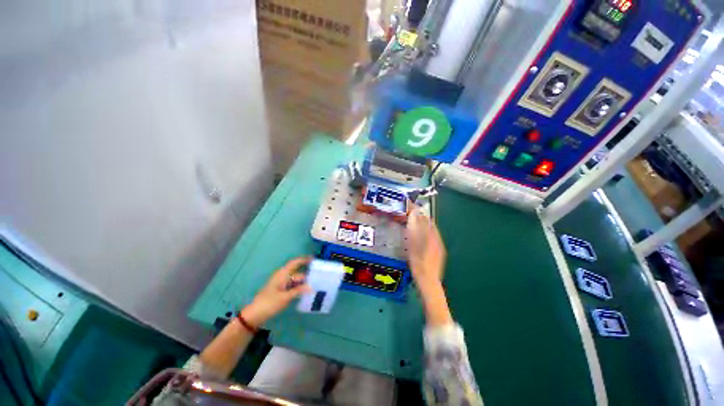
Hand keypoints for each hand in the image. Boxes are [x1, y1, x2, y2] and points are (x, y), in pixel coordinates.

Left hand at [241, 257, 311, 326]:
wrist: (254, 315)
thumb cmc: (269, 303)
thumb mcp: (285, 297)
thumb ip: (299, 290)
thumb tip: (311, 287)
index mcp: (282, 274)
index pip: (295, 263)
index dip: (304, 260)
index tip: (314, 259)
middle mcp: (282, 276)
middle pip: (297, 273)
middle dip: (306, 275)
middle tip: (318, 279)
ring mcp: (280, 284)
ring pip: (295, 280)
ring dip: (303, 283)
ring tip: (314, 287)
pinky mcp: (280, 291)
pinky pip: (292, 286)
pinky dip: (298, 288)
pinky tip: (304, 293)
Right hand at [406, 209, 452, 325]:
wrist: (429, 281)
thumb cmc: (419, 265)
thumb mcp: (413, 248)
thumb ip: (413, 232)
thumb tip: (412, 218)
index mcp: (431, 238)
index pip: (426, 220)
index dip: (418, 213)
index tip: (411, 207)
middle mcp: (437, 239)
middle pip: (431, 224)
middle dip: (422, 217)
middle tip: (412, 214)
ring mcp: (440, 245)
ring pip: (432, 230)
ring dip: (424, 224)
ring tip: (415, 222)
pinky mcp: (440, 251)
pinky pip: (434, 236)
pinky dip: (427, 232)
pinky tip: (421, 235)